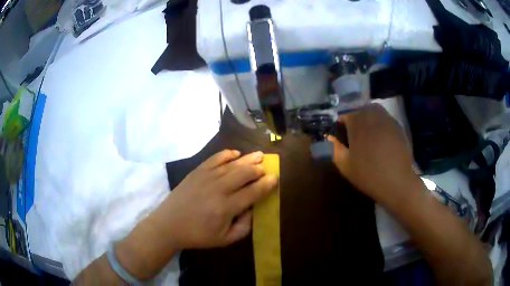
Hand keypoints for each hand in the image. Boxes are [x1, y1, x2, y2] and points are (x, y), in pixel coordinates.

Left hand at [162, 150, 277, 248]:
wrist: (169, 224)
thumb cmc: (198, 235)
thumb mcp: (225, 239)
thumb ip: (244, 227)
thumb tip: (253, 209)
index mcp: (227, 207)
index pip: (253, 191)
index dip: (267, 184)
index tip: (275, 178)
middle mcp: (219, 188)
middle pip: (245, 173)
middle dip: (259, 169)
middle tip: (266, 168)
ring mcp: (206, 177)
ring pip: (232, 164)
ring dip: (248, 158)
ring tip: (258, 155)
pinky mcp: (197, 171)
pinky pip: (215, 158)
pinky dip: (227, 154)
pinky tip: (235, 153)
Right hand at [328, 104, 414, 203]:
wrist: (397, 182)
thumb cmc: (368, 173)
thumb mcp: (344, 164)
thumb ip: (334, 147)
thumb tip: (329, 138)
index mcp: (357, 120)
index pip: (344, 115)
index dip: (340, 126)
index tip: (340, 138)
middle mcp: (373, 114)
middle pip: (360, 109)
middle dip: (355, 119)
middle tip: (354, 137)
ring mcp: (388, 119)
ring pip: (374, 112)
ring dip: (368, 120)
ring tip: (368, 137)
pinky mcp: (398, 127)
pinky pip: (385, 120)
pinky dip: (380, 126)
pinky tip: (381, 141)